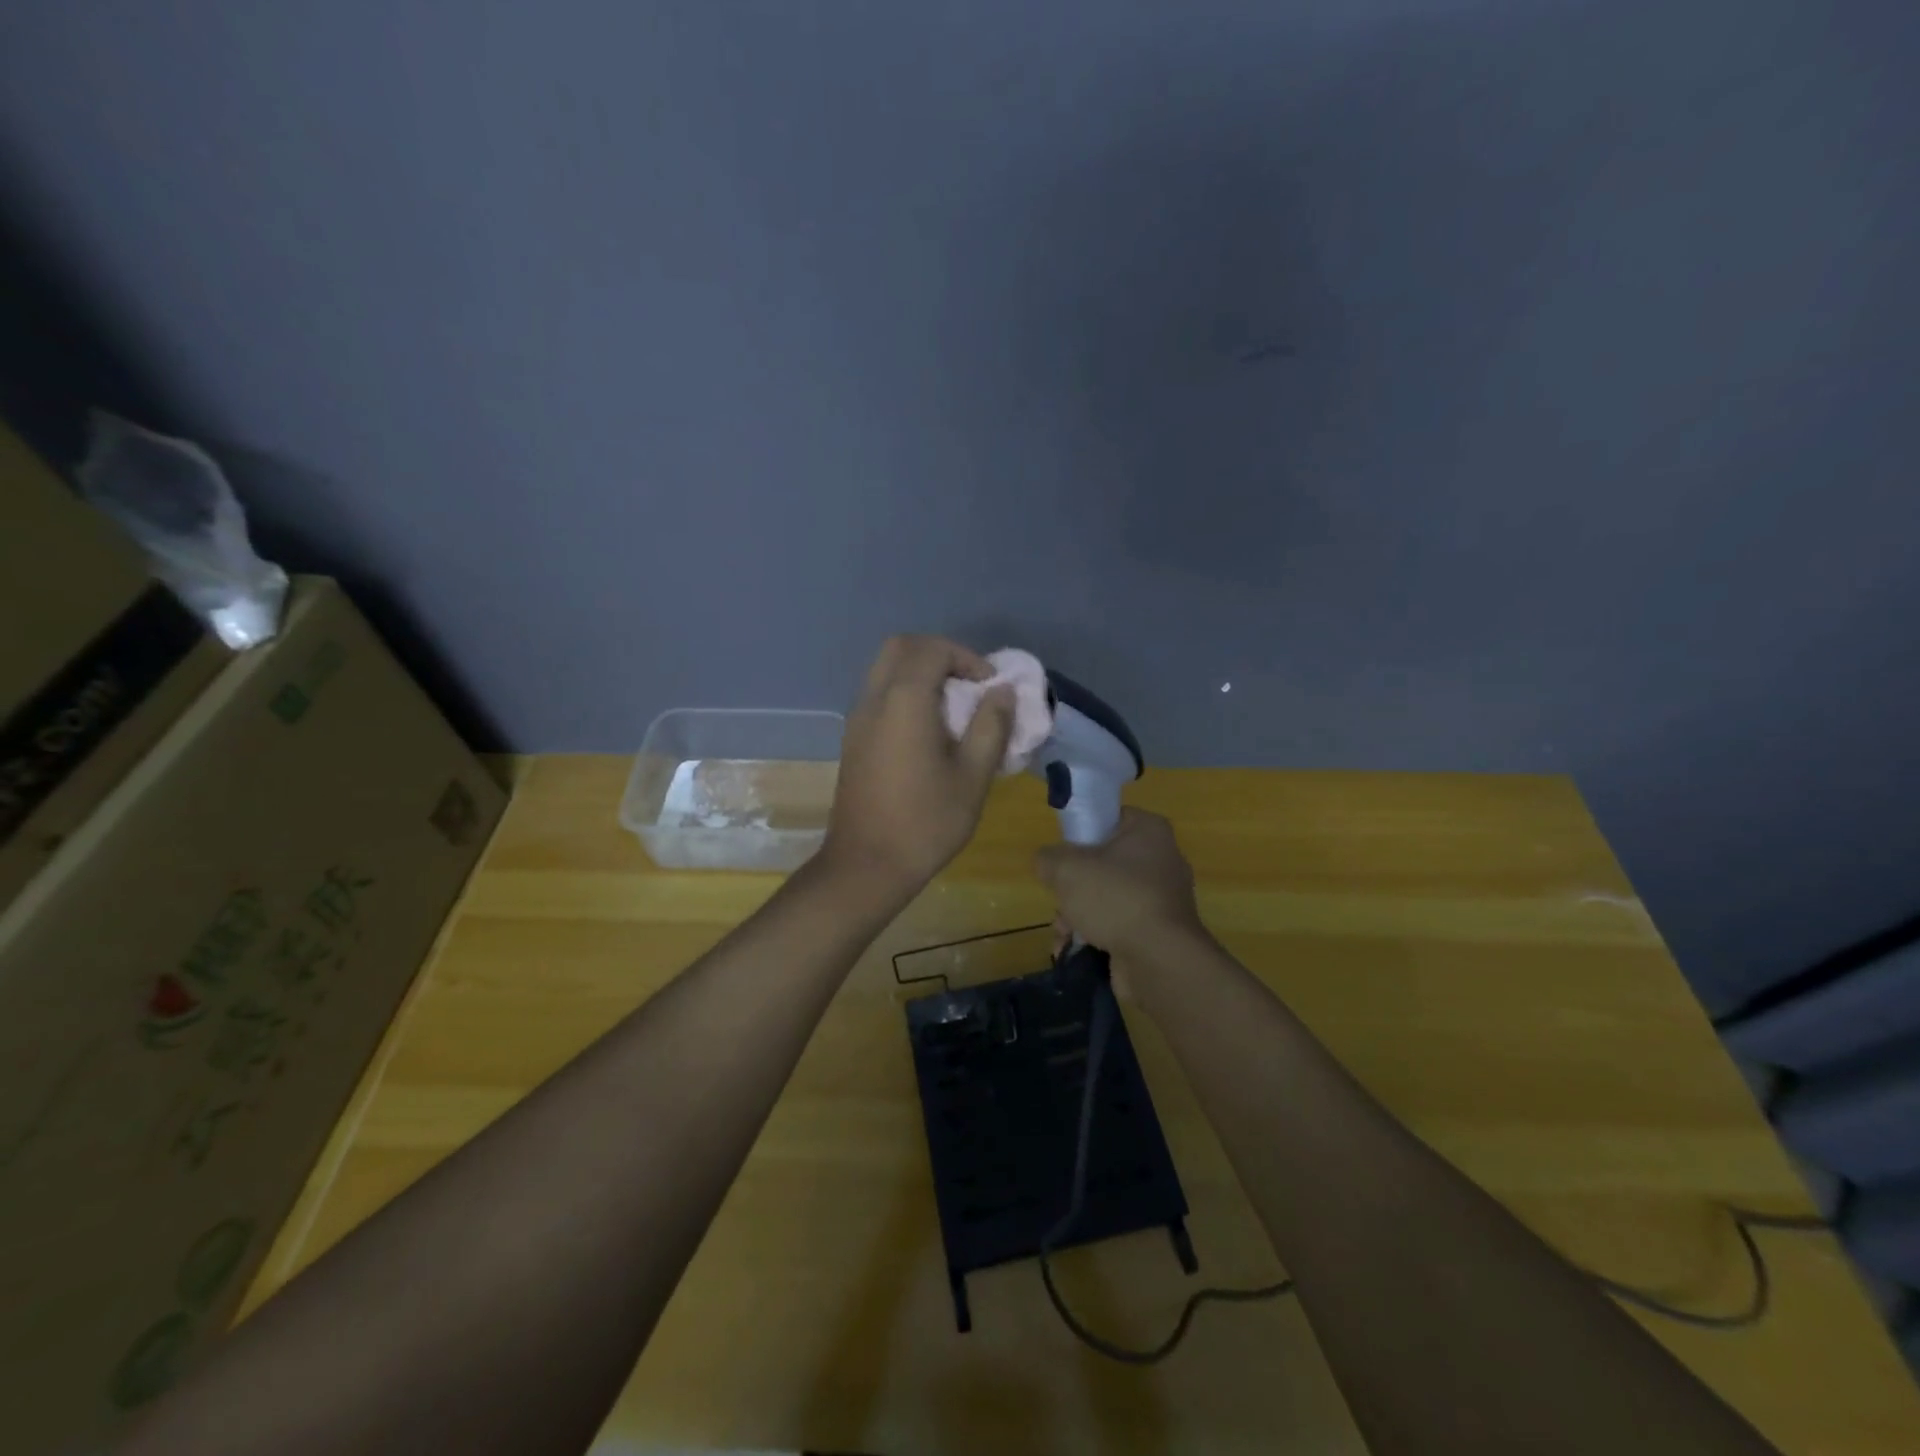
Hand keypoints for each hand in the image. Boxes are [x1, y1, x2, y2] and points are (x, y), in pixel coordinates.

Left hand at [822, 636, 1012, 894]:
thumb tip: (1002, 692)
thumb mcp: (973, 776)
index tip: (990, 687)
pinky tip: (929, 729)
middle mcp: (874, 699)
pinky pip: (879, 694)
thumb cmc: (926, 822)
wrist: (867, 865)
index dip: (967, 657)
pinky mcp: (853, 739)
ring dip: (920, 673)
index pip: (932, 650)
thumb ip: (991, 726)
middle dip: (939, 654)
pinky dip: (905, 692)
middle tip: (968, 684)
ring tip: (953, 707)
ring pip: (885, 669)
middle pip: (901, 647)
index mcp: (903, 701)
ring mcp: (857, 719)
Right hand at [1035, 809, 1208, 963]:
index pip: (1109, 818)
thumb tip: (1046, 863)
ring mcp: (1163, 897)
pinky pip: (1120, 923)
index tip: (1062, 854)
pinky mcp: (1160, 931)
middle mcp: (1162, 859)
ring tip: (1063, 931)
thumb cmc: (1115, 898)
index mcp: (1148, 830)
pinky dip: (1097, 933)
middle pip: (1104, 862)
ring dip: (1079, 913)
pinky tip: (1073, 947)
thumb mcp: (1066, 868)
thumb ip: (1048, 858)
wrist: (1159, 960)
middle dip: (1074, 885)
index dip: (1081, 833)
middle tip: (1060, 898)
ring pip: (1108, 895)